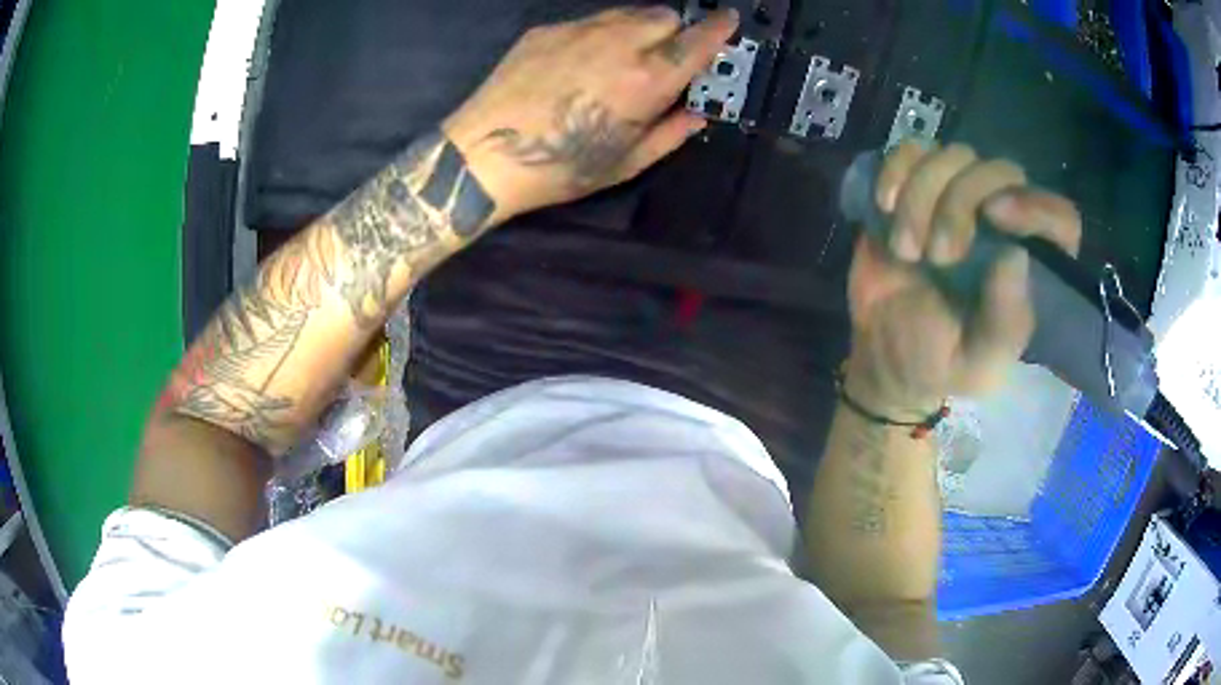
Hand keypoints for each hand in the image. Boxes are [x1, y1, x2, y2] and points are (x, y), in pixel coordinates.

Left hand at [443, 6, 738, 221]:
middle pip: (664, 16)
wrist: (484, 153)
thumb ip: (670, 134)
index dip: (718, 29)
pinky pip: (589, 20)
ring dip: (640, 28)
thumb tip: (697, 115)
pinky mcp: (546, 30)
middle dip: (675, 31)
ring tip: (624, 57)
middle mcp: (618, 43)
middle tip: (664, 57)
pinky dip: (601, 33)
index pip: (696, 41)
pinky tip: (582, 61)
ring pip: (627, 12)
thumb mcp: (626, 163)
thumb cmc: (559, 168)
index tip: (728, 22)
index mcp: (646, 80)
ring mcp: (578, 31)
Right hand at [845, 143, 1082, 416]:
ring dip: (922, 196)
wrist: (885, 355)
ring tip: (906, 249)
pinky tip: (884, 206)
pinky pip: (911, 150)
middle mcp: (1002, 224)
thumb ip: (1005, 322)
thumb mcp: (979, 361)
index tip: (995, 216)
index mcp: (1030, 266)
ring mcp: (958, 198)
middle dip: (962, 202)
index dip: (1034, 204)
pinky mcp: (915, 186)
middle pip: (1001, 171)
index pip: (1059, 218)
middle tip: (938, 255)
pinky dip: (895, 171)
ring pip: (954, 155)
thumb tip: (1016, 255)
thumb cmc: (940, 362)